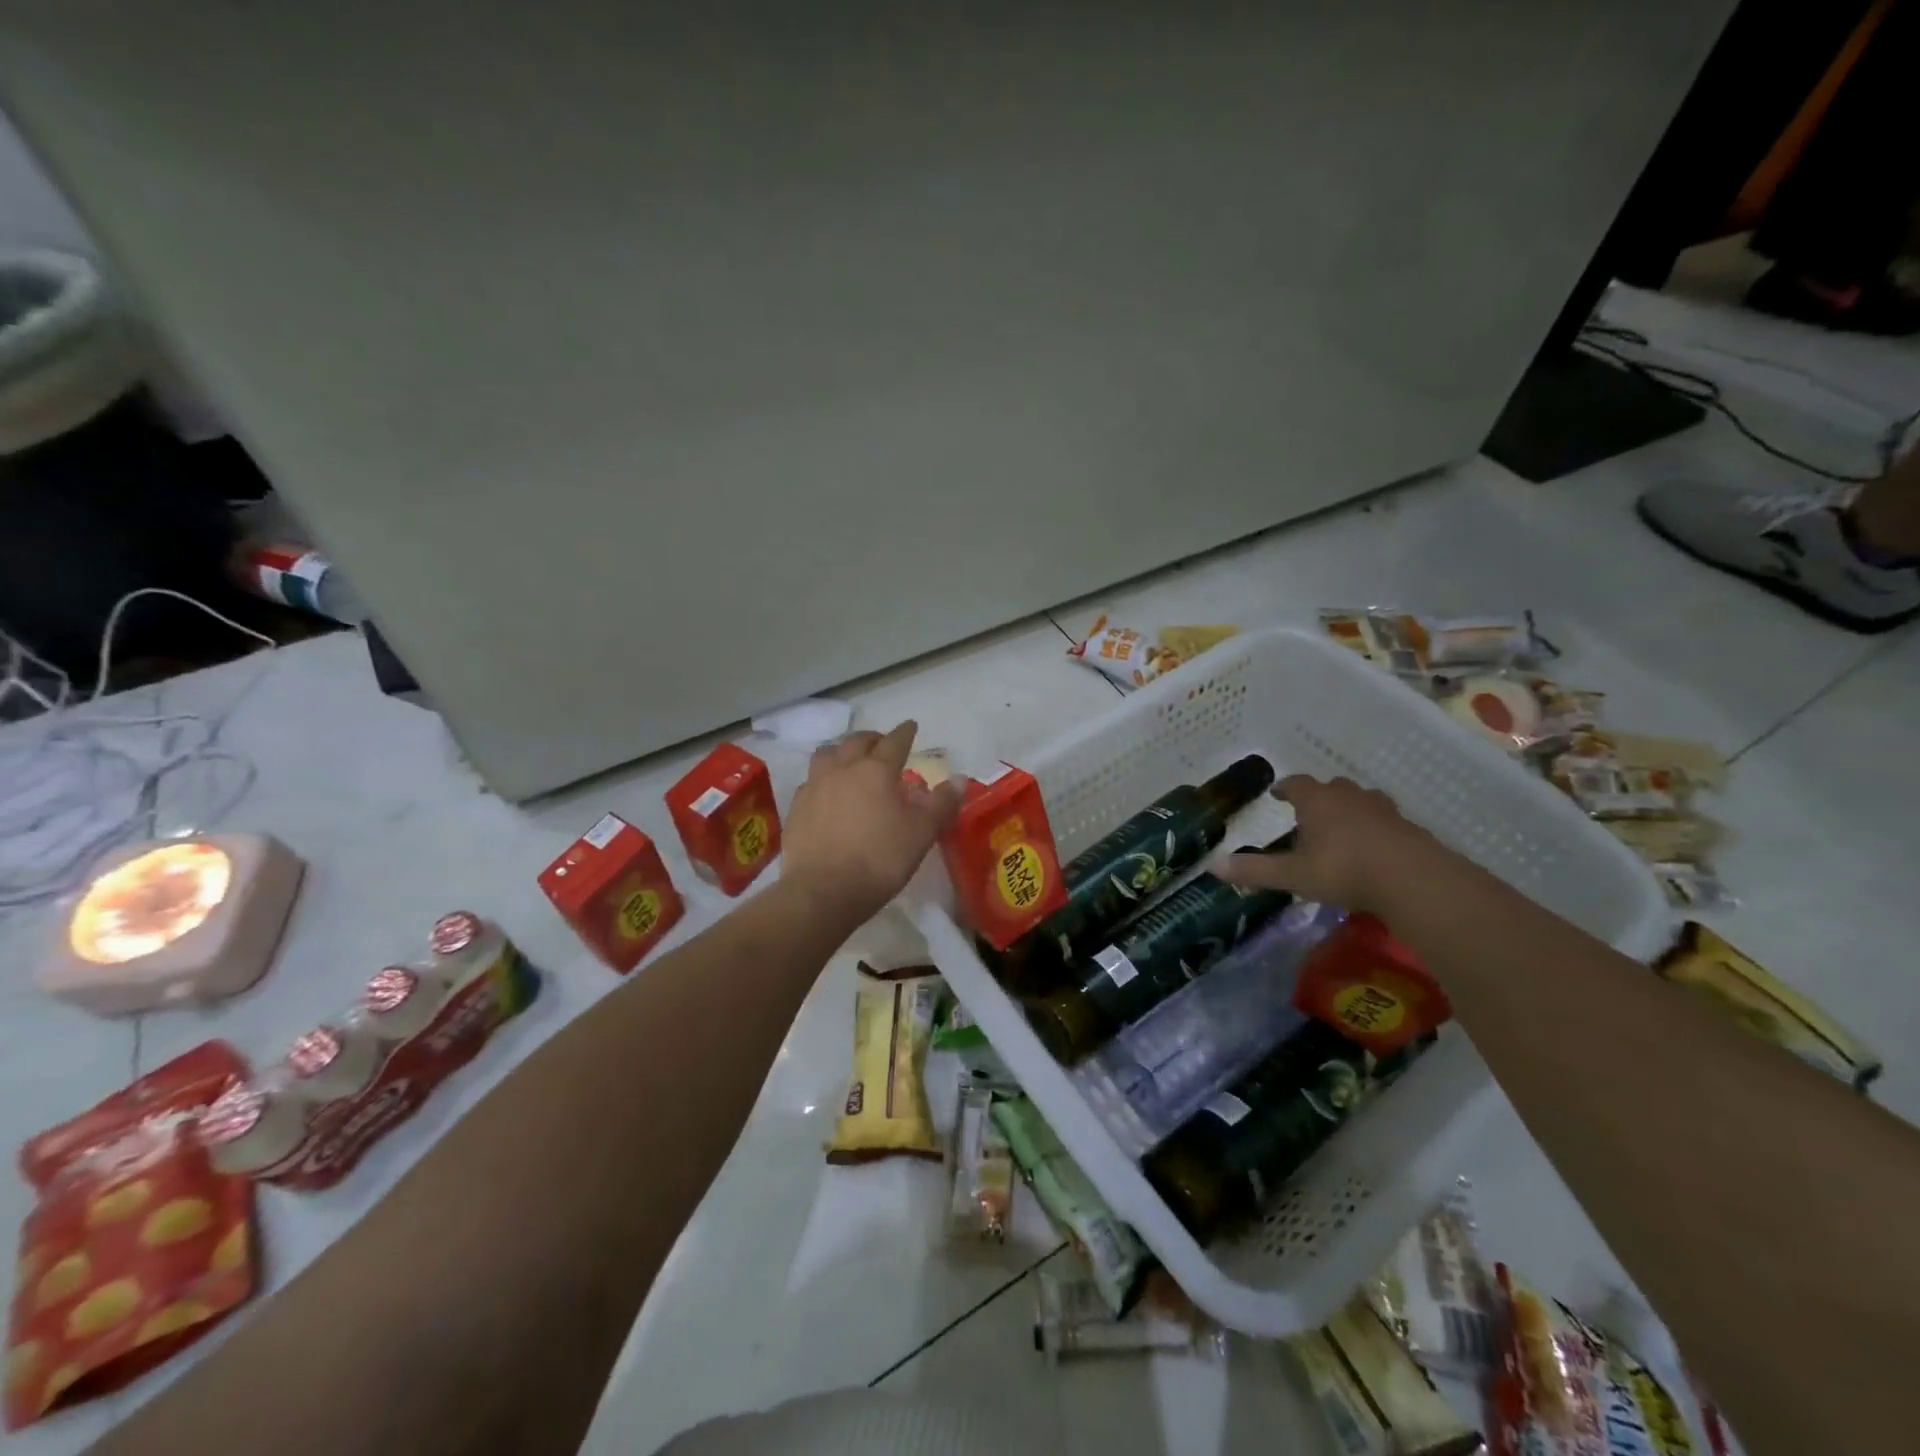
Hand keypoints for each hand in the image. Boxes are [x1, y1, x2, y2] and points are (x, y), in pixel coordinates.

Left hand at [780, 721, 961, 927]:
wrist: (823, 891)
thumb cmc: (880, 859)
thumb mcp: (921, 833)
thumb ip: (941, 803)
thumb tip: (960, 779)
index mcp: (876, 771)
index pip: (894, 742)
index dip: (905, 732)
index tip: (911, 726)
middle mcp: (843, 770)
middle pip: (856, 742)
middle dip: (872, 738)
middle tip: (882, 744)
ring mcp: (815, 787)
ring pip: (826, 755)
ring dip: (841, 752)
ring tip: (849, 762)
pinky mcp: (796, 809)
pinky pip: (810, 782)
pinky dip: (822, 780)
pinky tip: (827, 794)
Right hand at [1215, 774, 1439, 913]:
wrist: (1413, 879)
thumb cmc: (1344, 870)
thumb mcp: (1293, 875)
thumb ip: (1255, 870)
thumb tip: (1213, 865)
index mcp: (1318, 801)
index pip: (1297, 784)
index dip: (1285, 788)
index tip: (1278, 793)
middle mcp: (1349, 797)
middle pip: (1332, 787)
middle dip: (1319, 797)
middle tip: (1310, 813)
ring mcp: (1383, 810)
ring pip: (1362, 800)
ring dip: (1350, 809)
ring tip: (1343, 827)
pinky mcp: (1408, 828)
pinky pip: (1385, 821)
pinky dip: (1375, 829)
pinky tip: (1373, 849)